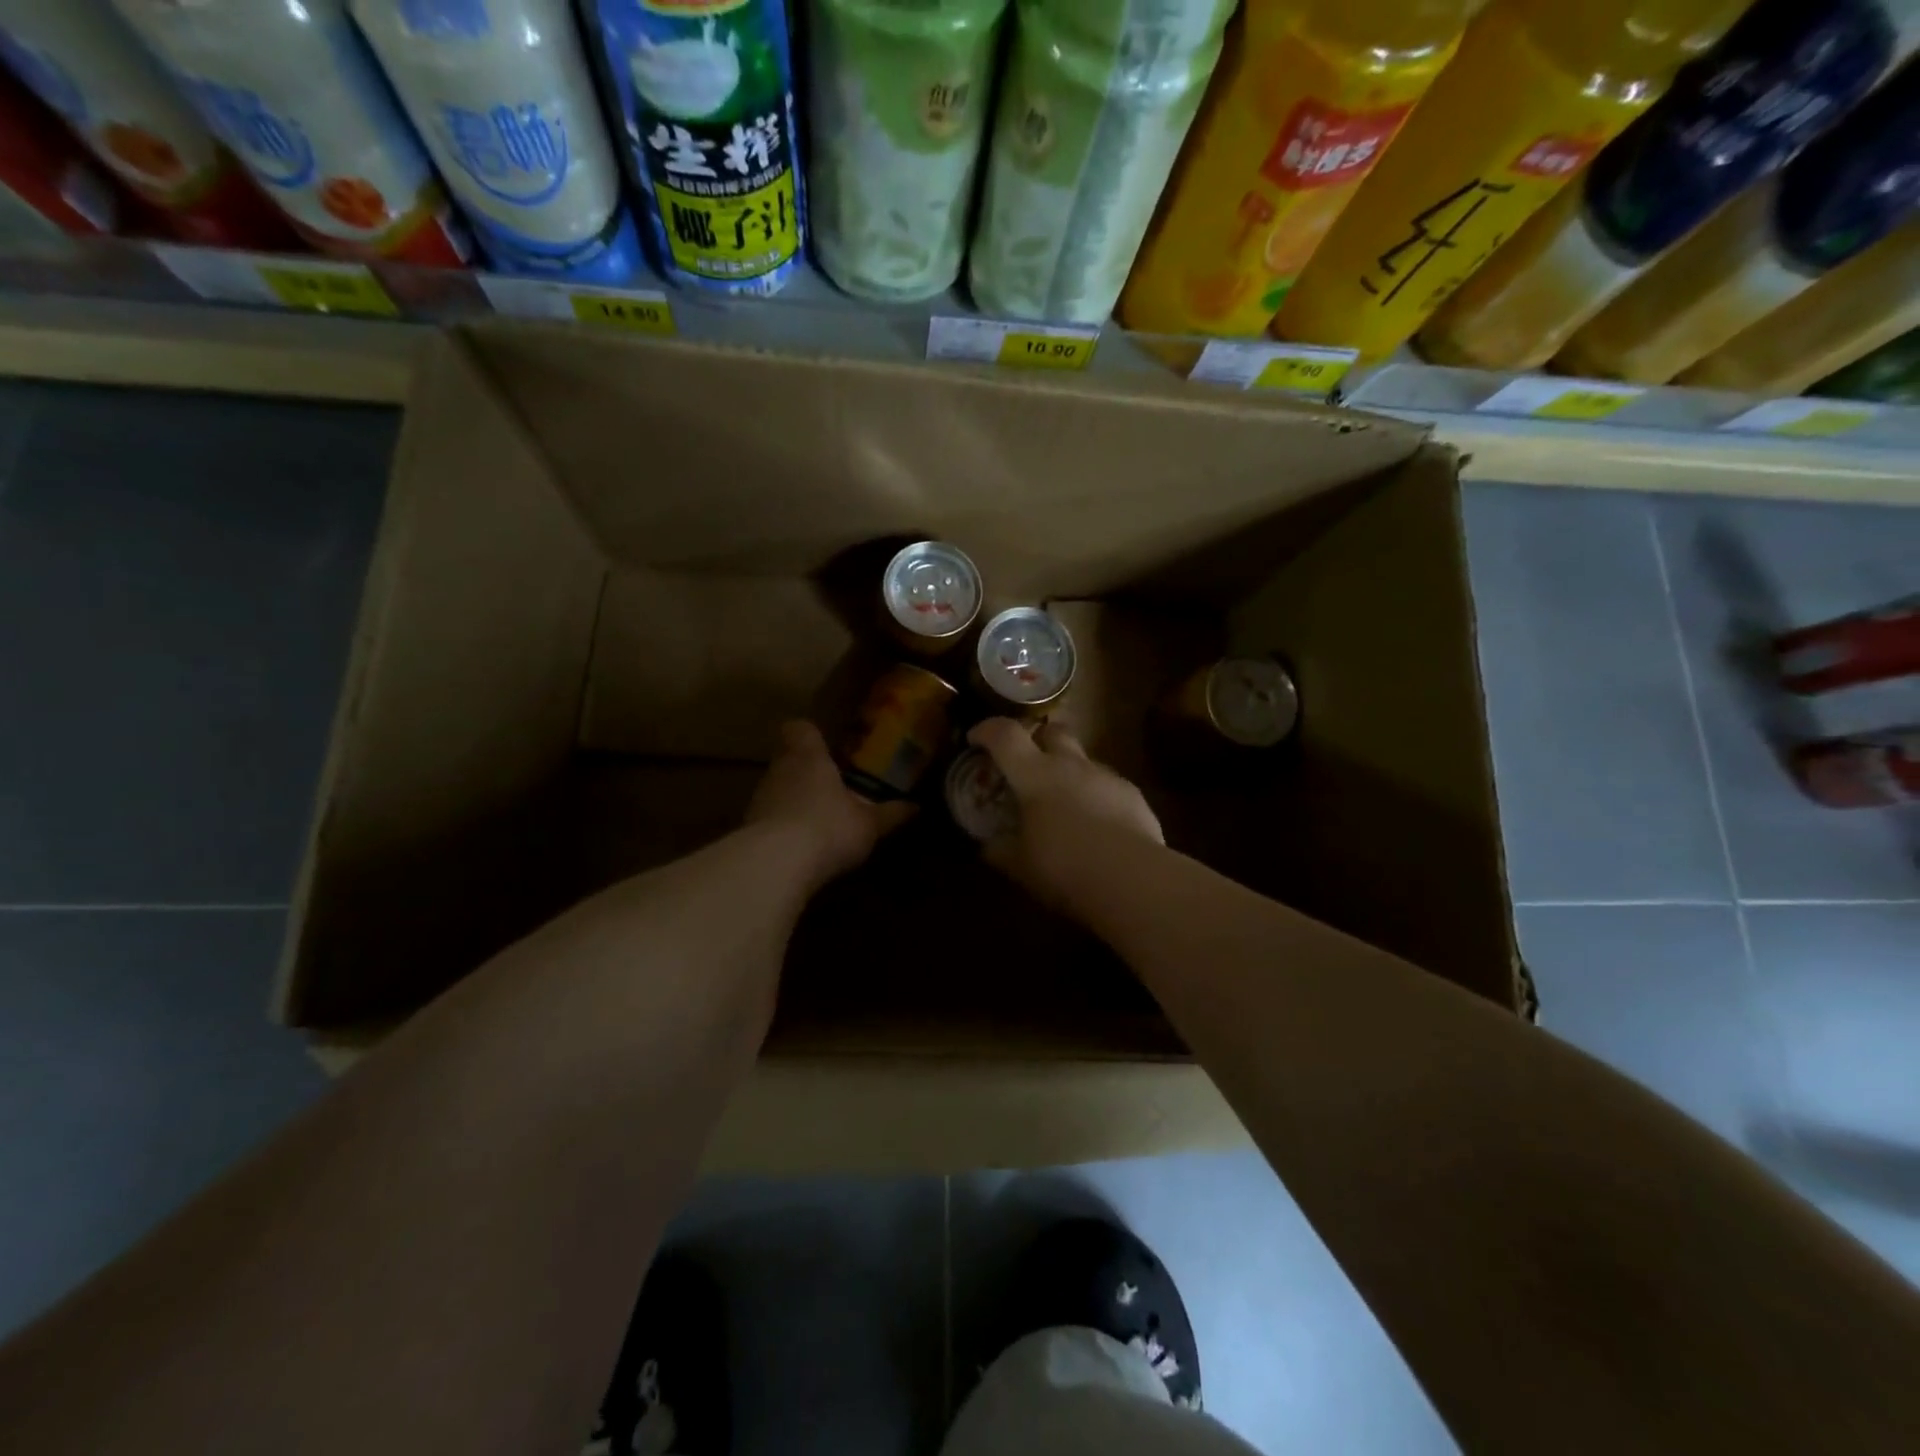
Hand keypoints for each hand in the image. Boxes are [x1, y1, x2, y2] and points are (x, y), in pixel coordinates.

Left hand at [746, 720, 913, 889]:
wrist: (775, 865)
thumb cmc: (829, 828)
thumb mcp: (869, 825)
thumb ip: (890, 814)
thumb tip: (915, 807)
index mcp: (809, 757)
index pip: (800, 729)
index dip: (810, 734)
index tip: (825, 746)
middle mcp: (779, 770)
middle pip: (788, 760)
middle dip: (807, 773)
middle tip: (832, 789)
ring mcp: (759, 799)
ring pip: (777, 789)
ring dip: (793, 801)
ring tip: (818, 821)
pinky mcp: (748, 828)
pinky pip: (769, 819)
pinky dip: (782, 828)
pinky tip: (800, 848)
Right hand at [968, 718, 1162, 902]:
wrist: (1131, 879)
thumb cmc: (1063, 867)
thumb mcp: (1019, 865)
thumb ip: (999, 849)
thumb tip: (988, 845)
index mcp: (1034, 775)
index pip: (1005, 735)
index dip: (986, 730)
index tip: (975, 739)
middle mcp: (1071, 765)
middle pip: (1052, 731)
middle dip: (1037, 739)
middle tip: (1027, 763)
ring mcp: (1106, 777)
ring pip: (1083, 759)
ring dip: (1069, 771)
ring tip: (1064, 803)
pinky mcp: (1133, 795)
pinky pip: (1108, 785)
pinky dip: (1096, 796)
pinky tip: (1097, 826)